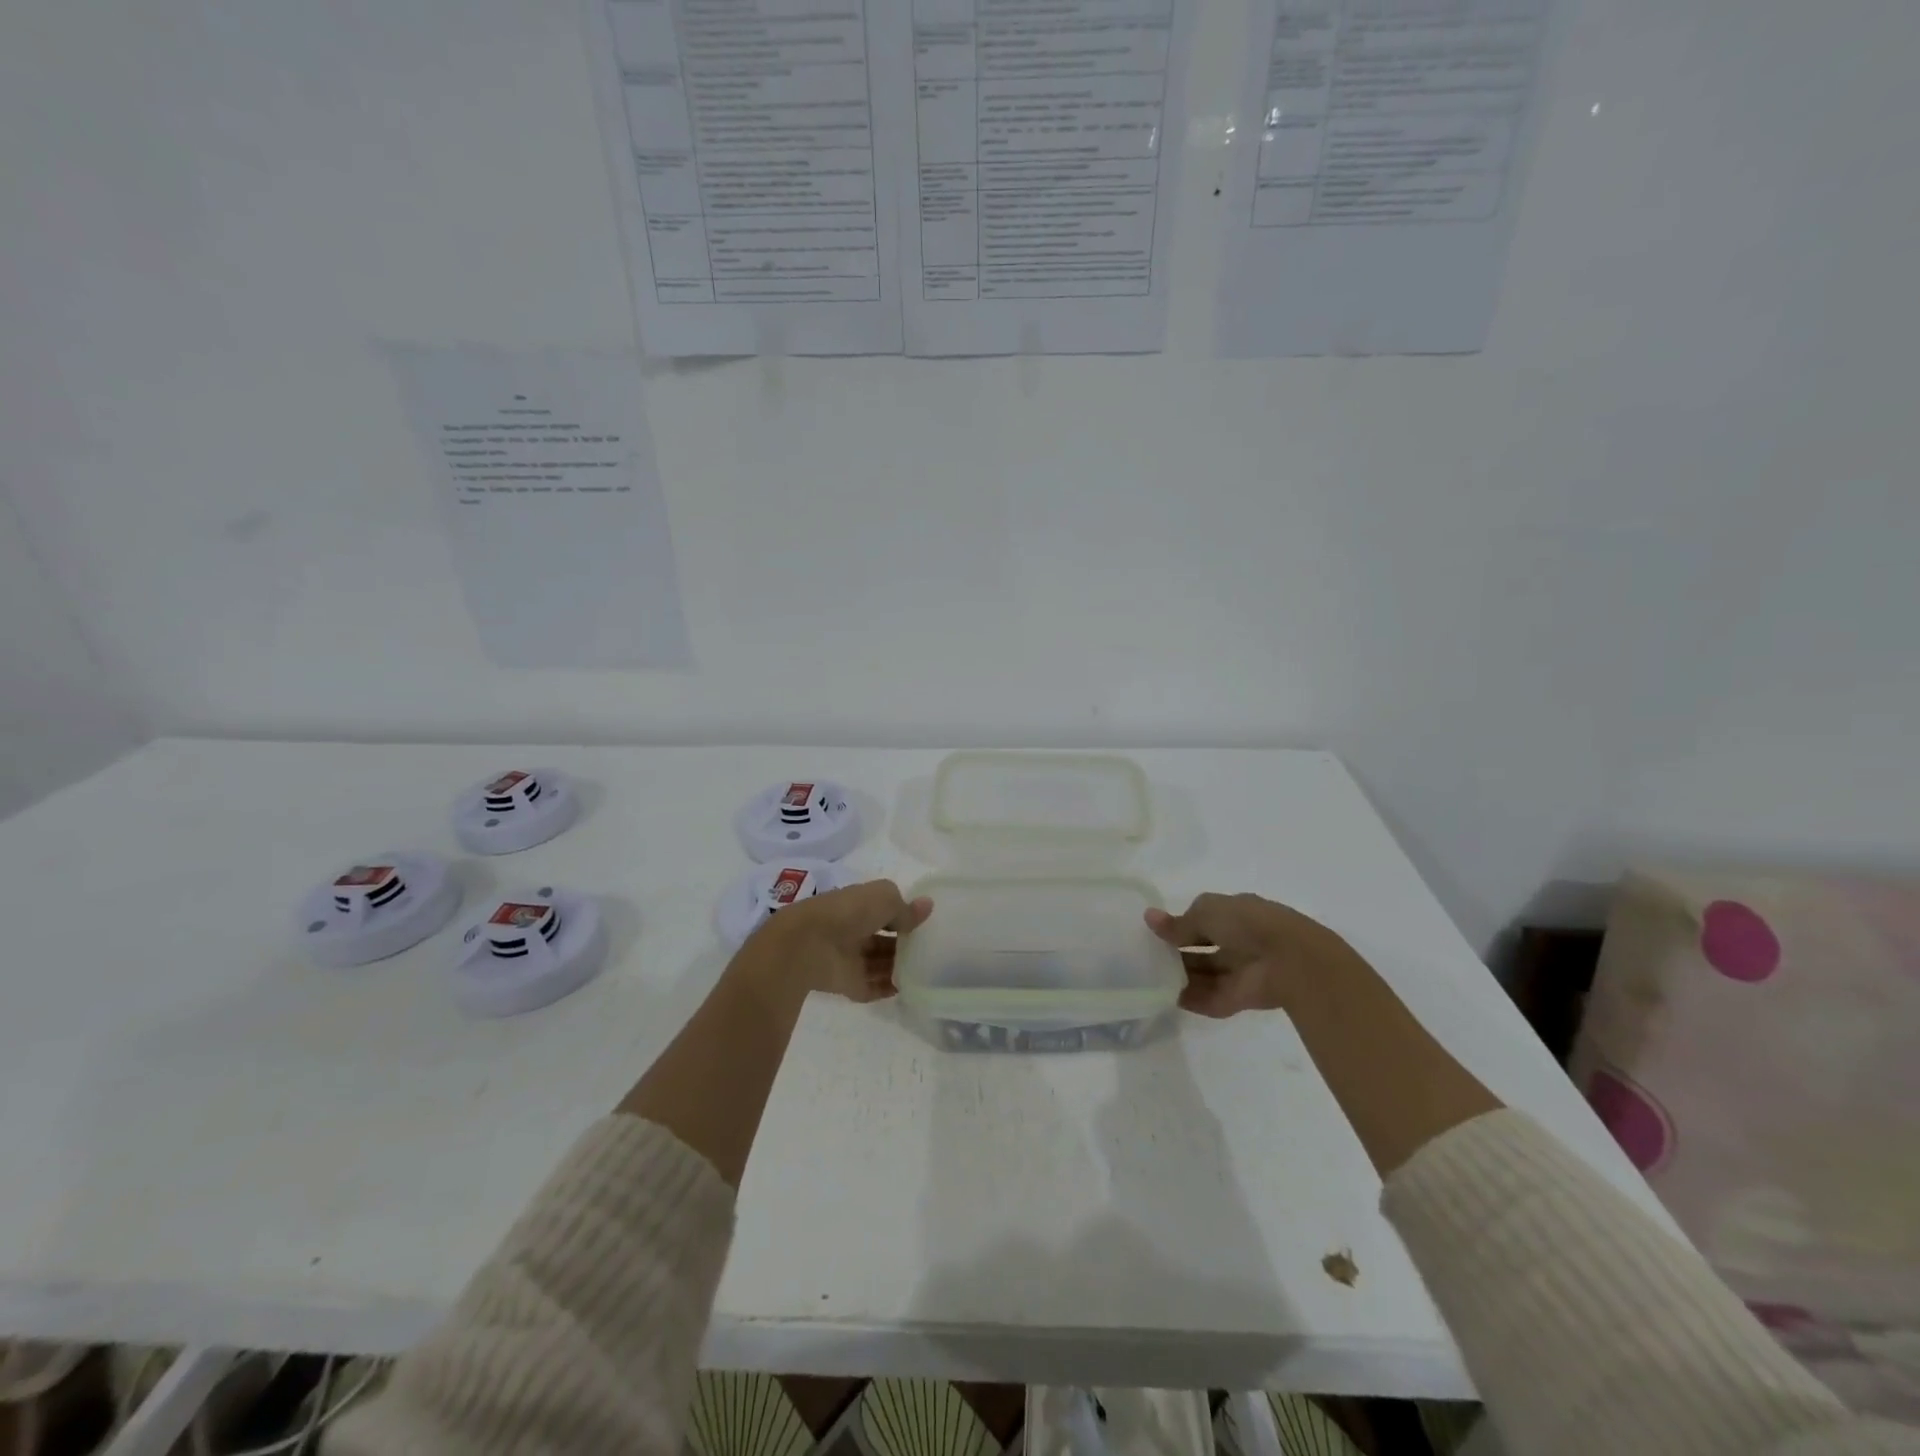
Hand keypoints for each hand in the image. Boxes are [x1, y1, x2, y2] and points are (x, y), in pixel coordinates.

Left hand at [733, 879, 933, 1005]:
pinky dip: (887, 989)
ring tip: (925, 972)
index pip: (884, 911)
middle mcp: (853, 931)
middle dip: (904, 945)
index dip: (903, 916)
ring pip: (879, 964)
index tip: (926, 925)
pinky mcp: (847, 984)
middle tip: (931, 952)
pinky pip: (872, 987)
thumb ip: (906, 909)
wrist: (807, 945)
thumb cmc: (848, 912)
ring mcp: (849, 959)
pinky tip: (907, 989)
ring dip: (899, 968)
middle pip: (883, 940)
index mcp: (858, 905)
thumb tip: (927, 907)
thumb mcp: (884, 898)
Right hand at [1145, 892, 1361, 1017]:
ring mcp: (1240, 971)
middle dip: (1177, 952)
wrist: (1290, 961)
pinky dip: (1191, 998)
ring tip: (1150, 978)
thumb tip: (1149, 917)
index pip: (1202, 919)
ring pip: (1205, 973)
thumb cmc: (1246, 924)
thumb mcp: (1206, 912)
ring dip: (1181, 976)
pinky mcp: (1240, 998)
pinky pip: (1210, 997)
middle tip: (1146, 957)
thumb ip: (1178, 923)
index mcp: (1234, 913)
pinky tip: (1167, 997)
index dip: (1179, 925)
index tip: (1154, 933)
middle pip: (1201, 948)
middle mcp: (1238, 941)